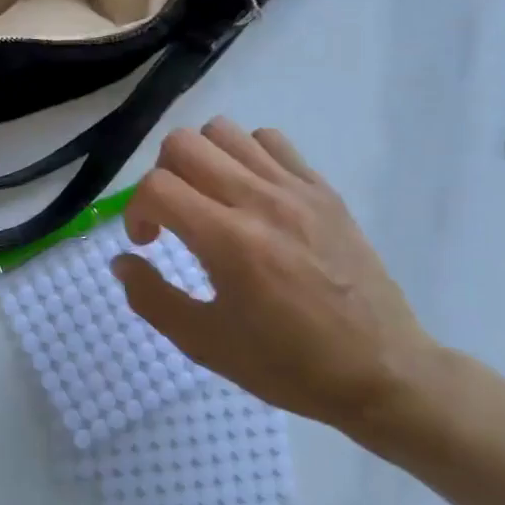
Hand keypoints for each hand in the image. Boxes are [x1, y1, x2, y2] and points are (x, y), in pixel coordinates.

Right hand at [111, 118, 438, 431]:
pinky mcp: (323, 190)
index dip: (135, 210)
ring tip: (209, 199)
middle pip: (184, 144)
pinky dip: (245, 155)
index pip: (156, 186)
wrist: (382, 372)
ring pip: (225, 131)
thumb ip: (151, 298)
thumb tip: (122, 260)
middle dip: (161, 176)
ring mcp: (296, 189)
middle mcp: (260, 201)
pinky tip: (249, 194)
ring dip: (201, 160)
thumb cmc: (288, 365)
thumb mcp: (205, 344)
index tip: (147, 242)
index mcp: (229, 241)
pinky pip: (271, 140)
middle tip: (173, 217)